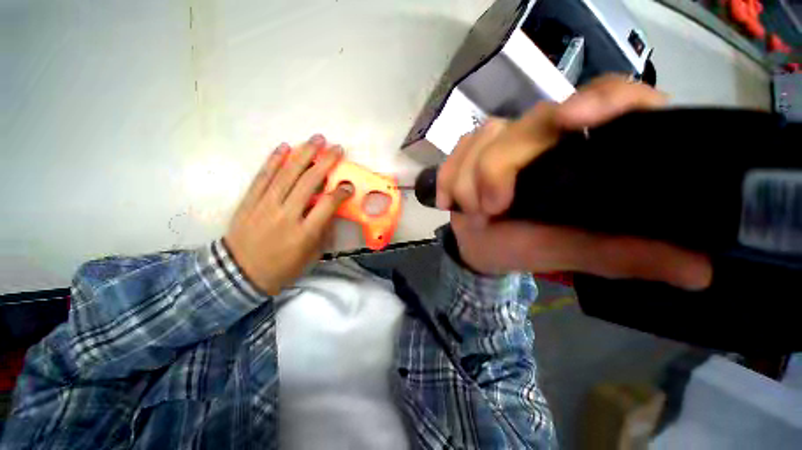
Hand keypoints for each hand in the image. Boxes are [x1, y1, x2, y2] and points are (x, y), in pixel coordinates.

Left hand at [224, 135, 352, 294]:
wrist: (240, 275)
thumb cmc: (283, 268)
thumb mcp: (311, 255)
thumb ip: (323, 231)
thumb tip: (331, 210)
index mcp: (304, 232)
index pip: (328, 204)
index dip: (341, 192)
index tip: (347, 185)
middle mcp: (286, 215)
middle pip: (308, 183)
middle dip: (325, 162)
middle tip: (336, 148)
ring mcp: (265, 206)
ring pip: (286, 174)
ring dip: (303, 154)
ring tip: (316, 139)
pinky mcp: (249, 202)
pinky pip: (262, 177)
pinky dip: (274, 161)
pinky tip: (284, 147)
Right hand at [438, 75, 712, 289]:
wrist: (481, 247)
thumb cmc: (525, 248)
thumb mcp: (574, 253)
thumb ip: (626, 255)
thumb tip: (701, 270)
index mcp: (586, 152)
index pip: (613, 98)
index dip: (601, 99)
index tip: (571, 121)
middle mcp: (547, 135)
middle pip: (526, 126)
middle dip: (496, 171)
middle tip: (489, 210)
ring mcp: (504, 139)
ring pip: (482, 139)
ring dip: (468, 180)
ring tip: (471, 212)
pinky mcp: (471, 150)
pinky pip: (456, 152)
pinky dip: (448, 178)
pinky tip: (449, 202)